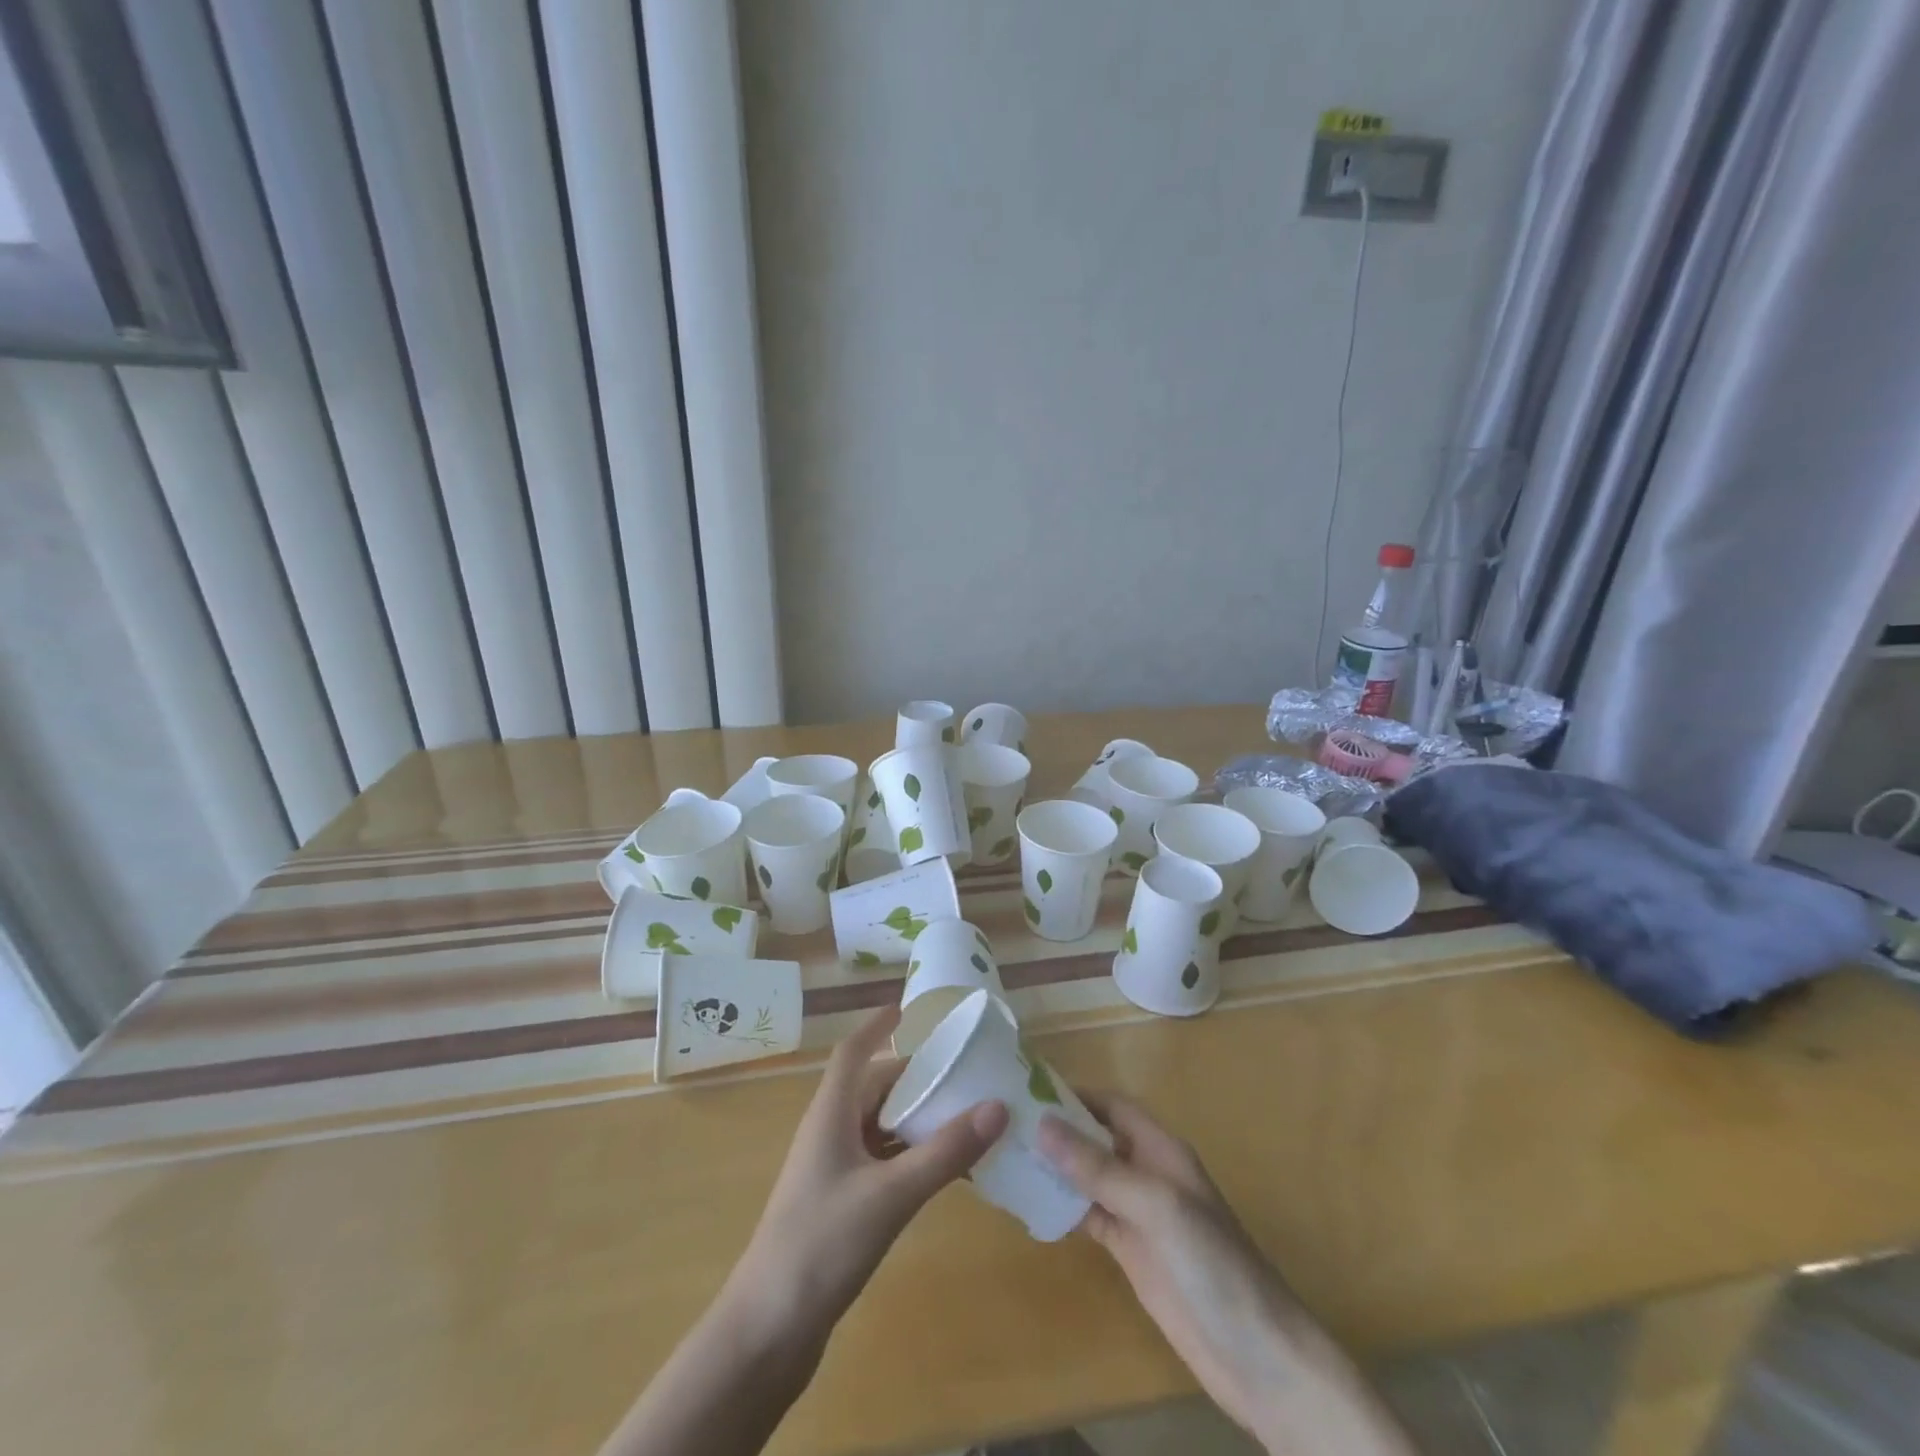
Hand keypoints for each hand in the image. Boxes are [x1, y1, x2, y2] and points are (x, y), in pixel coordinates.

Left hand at [732, 1006, 1008, 1343]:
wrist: (766, 1333)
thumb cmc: (821, 1245)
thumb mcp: (890, 1195)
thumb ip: (944, 1152)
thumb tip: (998, 1106)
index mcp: (830, 1115)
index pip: (853, 1052)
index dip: (877, 1026)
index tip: (910, 1008)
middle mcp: (829, 1133)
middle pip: (873, 1088)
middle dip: (915, 1077)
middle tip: (963, 1070)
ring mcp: (832, 1172)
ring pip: (879, 1128)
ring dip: (916, 1120)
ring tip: (965, 1116)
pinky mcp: (839, 1206)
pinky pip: (881, 1163)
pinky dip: (911, 1158)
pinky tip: (943, 1172)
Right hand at [1040, 1094, 1414, 1455]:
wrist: (1259, 1358)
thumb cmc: (1214, 1264)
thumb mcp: (1156, 1206)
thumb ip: (1100, 1168)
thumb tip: (1042, 1125)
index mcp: (1161, 1149)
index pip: (1112, 1106)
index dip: (1074, 1094)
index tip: (1026, 1088)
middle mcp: (1146, 1172)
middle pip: (1095, 1138)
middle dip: (1056, 1128)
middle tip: (1003, 1122)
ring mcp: (1137, 1215)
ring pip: (1087, 1177)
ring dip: (1053, 1168)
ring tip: (1005, 1157)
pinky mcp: (1129, 1252)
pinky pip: (1088, 1216)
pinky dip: (1061, 1207)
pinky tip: (1029, 1204)